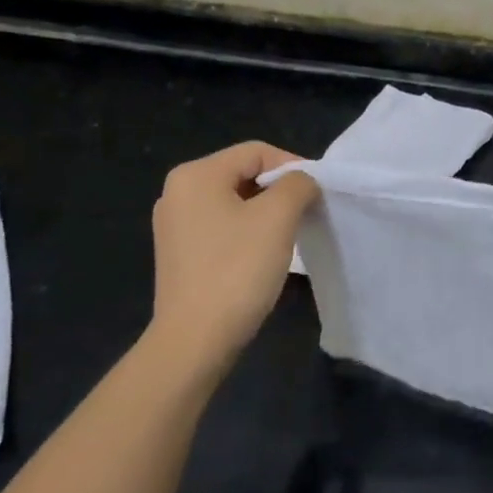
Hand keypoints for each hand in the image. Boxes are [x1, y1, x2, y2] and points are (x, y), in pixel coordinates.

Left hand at [148, 142, 317, 363]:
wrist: (195, 339)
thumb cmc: (237, 270)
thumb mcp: (277, 218)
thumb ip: (297, 185)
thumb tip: (302, 182)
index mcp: (195, 175)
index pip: (256, 152)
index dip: (293, 166)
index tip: (318, 194)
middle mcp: (177, 192)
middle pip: (243, 174)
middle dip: (279, 191)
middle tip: (307, 215)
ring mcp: (174, 225)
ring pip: (234, 203)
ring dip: (266, 213)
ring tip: (289, 237)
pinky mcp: (179, 254)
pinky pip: (221, 227)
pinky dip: (247, 233)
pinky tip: (263, 256)